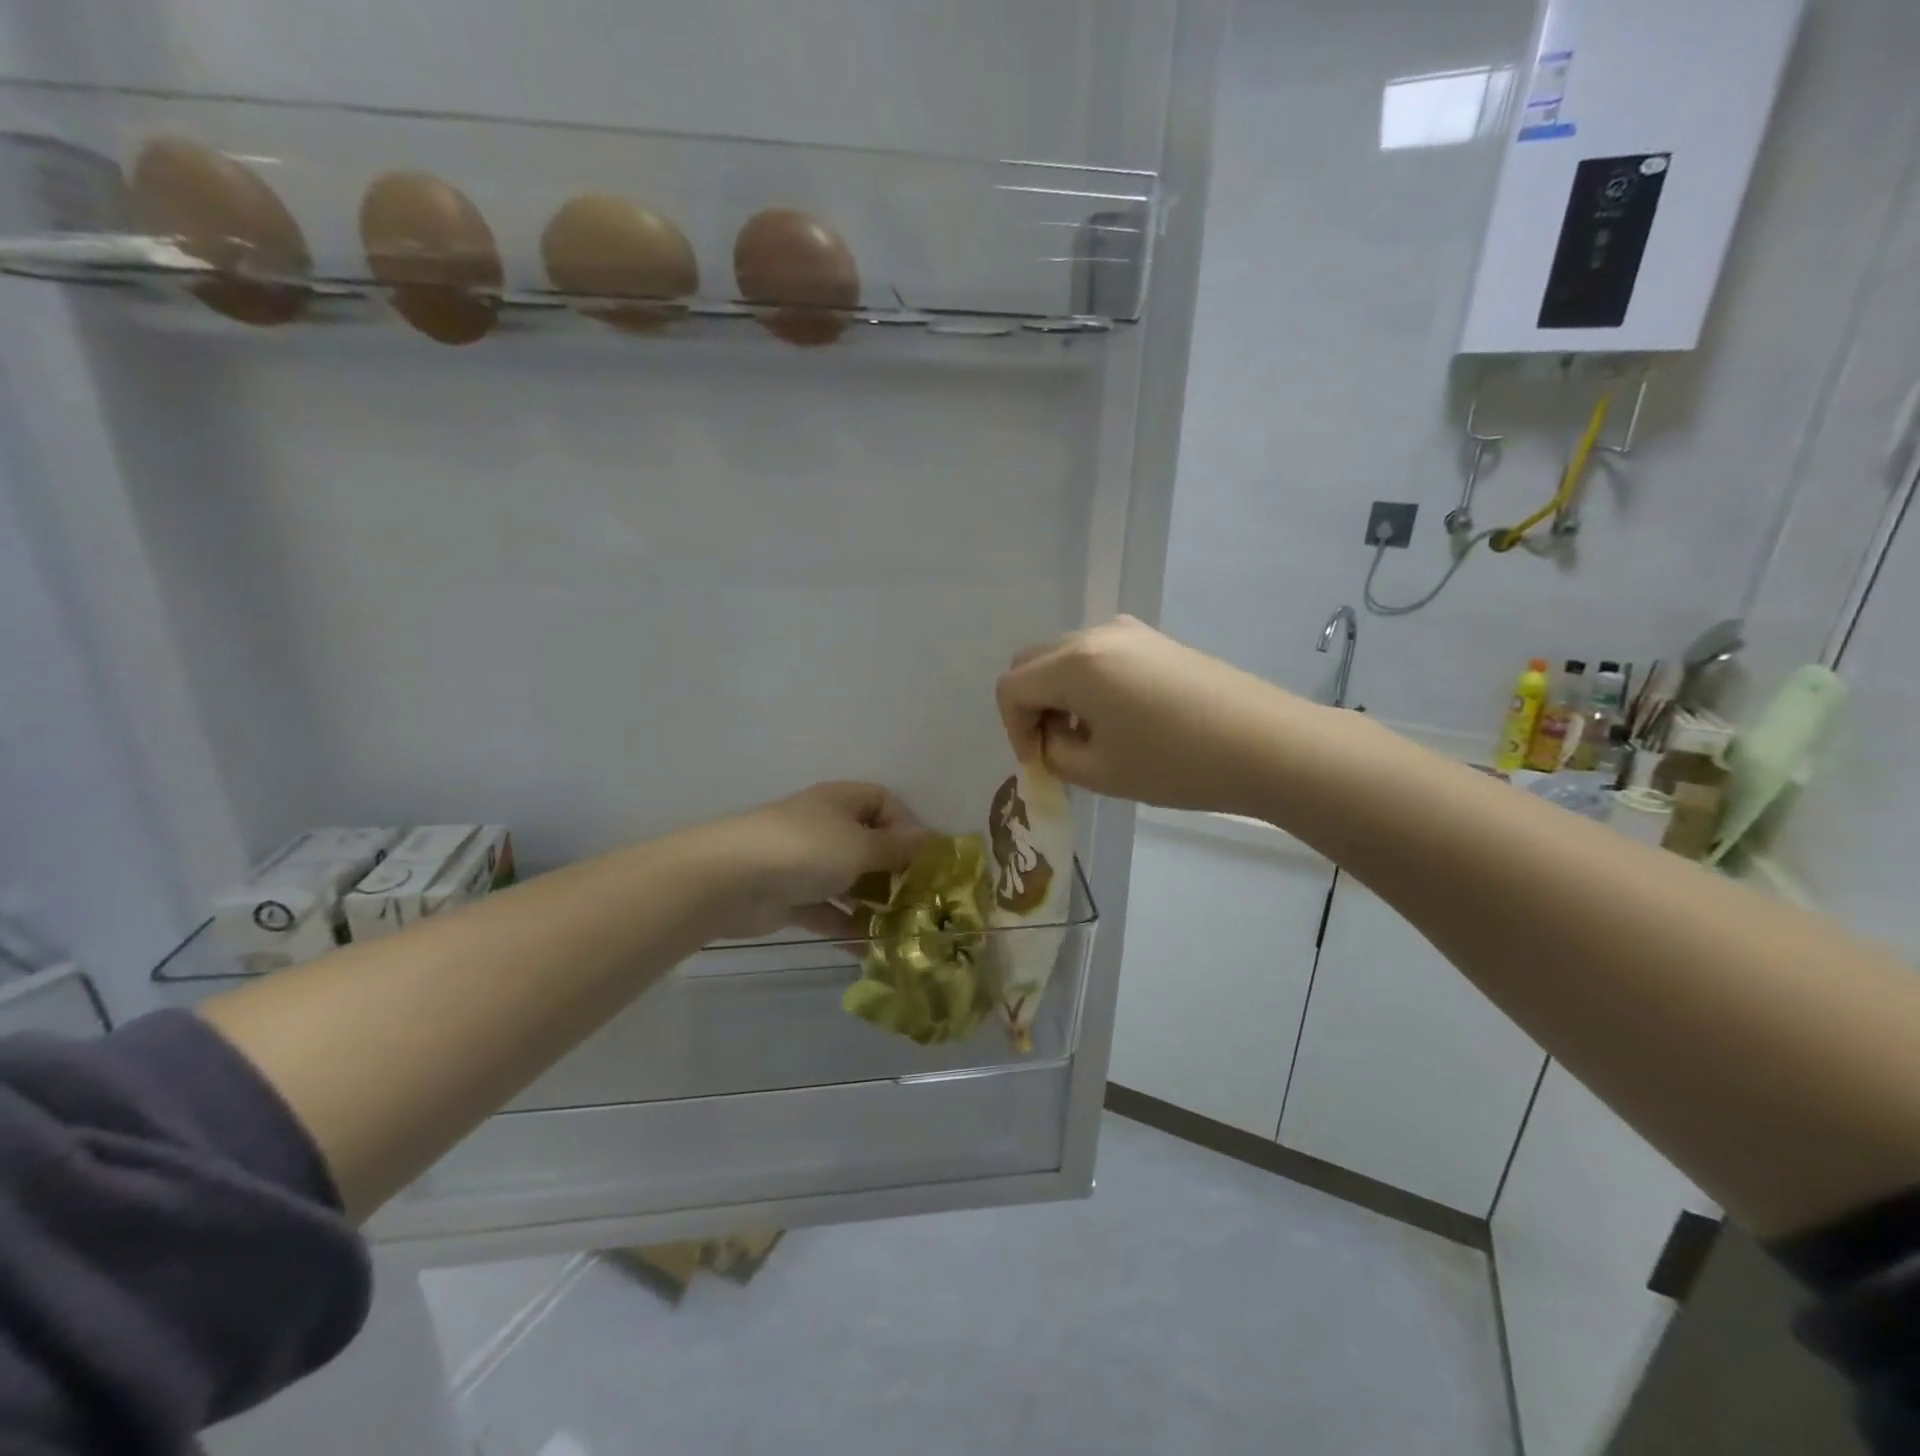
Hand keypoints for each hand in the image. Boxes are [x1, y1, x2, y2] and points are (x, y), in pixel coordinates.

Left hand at [700, 781, 924, 938]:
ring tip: (901, 929)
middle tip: (918, 900)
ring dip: (873, 903)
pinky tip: (869, 948)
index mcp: (841, 802)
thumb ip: (896, 848)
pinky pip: (827, 910)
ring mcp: (805, 864)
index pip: (883, 802)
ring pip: (849, 881)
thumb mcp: (861, 845)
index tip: (922, 858)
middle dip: (894, 872)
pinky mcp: (791, 898)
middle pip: (869, 844)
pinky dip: (846, 926)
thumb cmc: (806, 849)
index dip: (906, 826)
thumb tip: (931, 840)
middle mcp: (825, 827)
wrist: (732, 880)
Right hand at [996, 616, 1300, 811]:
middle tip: (1056, 746)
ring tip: (1091, 737)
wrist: (1267, 744)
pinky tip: (1121, 719)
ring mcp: (1129, 631)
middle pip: (1033, 662)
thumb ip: (1054, 752)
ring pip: (1066, 657)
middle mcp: (1095, 634)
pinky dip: (1089, 684)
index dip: (1013, 729)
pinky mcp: (1155, 639)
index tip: (1039, 763)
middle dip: (1033, 706)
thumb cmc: (1175, 763)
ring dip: (1060, 694)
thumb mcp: (1099, 771)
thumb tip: (1051, 737)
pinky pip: (1099, 656)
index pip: (1011, 687)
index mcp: (1074, 664)